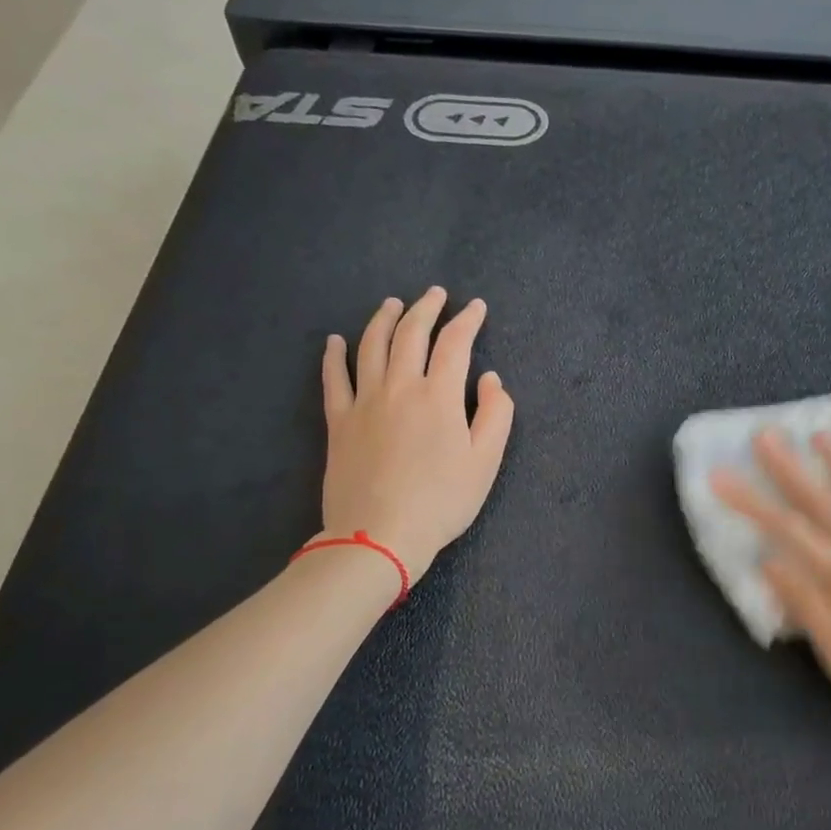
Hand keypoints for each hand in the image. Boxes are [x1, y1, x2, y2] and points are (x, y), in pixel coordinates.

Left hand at [319, 287, 514, 583]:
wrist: (380, 535)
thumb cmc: (442, 501)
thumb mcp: (486, 462)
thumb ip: (496, 415)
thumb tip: (490, 379)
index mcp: (440, 396)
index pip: (455, 343)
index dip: (467, 320)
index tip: (476, 307)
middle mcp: (400, 386)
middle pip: (411, 334)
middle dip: (426, 308)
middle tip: (435, 294)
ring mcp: (364, 401)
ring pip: (371, 345)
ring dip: (384, 319)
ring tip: (393, 304)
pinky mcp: (339, 421)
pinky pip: (334, 378)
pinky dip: (335, 355)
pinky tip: (336, 341)